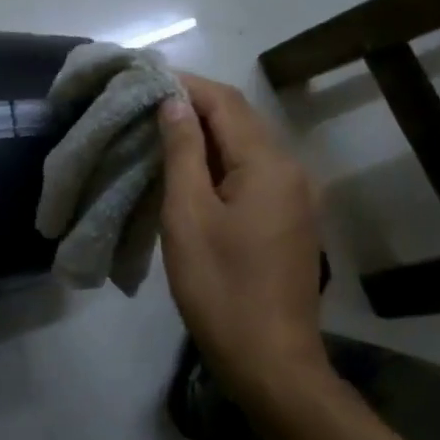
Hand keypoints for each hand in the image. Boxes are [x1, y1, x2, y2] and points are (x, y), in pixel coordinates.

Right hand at [158, 74, 327, 398]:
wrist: (269, 360)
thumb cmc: (220, 287)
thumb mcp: (187, 216)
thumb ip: (182, 152)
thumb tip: (174, 103)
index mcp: (268, 164)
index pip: (224, 102)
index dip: (184, 85)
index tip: (144, 80)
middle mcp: (291, 169)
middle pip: (240, 119)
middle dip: (193, 105)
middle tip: (144, 105)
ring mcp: (296, 195)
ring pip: (246, 145)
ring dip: (205, 133)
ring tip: (158, 133)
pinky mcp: (290, 218)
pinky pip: (253, 171)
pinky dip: (219, 160)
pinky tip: (189, 170)